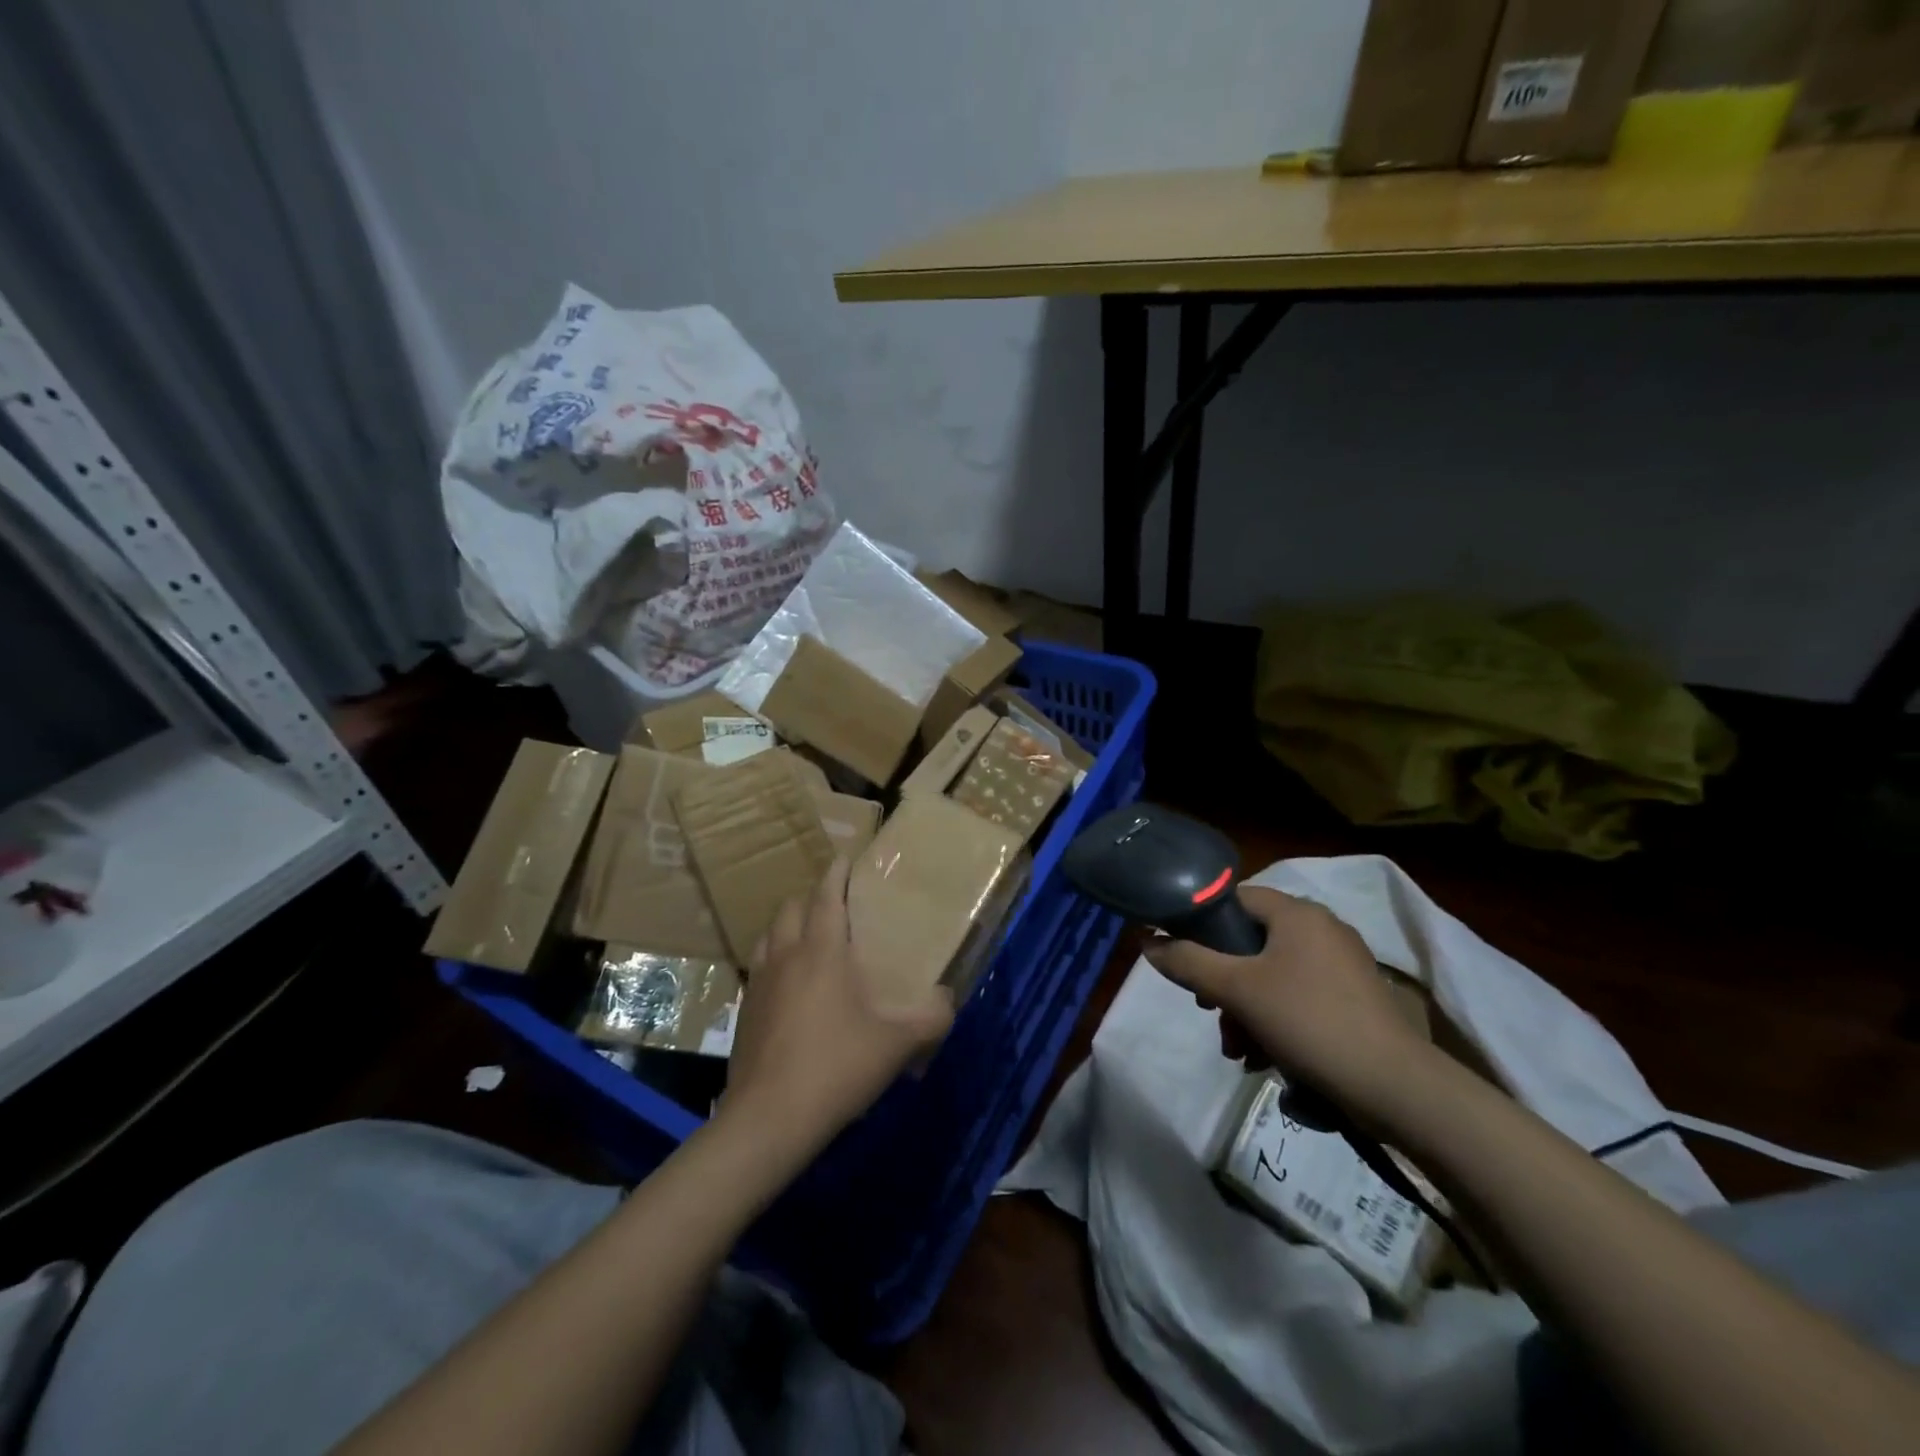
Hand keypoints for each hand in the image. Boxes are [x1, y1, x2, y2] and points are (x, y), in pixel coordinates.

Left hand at [723, 857, 954, 1155]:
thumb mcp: (897, 1044)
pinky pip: (759, 967)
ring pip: (769, 934)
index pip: (826, 895)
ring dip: (787, 925)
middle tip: (833, 904)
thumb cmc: (836, 1066)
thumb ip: (931, 1018)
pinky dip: (774, 959)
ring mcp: (760, 982)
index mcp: (822, 951)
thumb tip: (947, 1000)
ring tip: (807, 937)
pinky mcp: (745, 1010)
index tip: (845, 857)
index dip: (836, 872)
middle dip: (811, 896)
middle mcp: (786, 955)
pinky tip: (788, 985)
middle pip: (791, 907)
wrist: (769, 1118)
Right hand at [1143, 885, 1430, 1118]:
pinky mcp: (1355, 998)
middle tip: (1208, 1012)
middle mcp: (1322, 928)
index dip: (1202, 923)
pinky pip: (1299, 995)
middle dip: (1222, 980)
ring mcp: (1343, 964)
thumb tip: (1147, 942)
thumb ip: (1188, 962)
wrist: (1395, 1088)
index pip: (1235, 898)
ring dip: (1245, 1009)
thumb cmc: (1308, 1022)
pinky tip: (1266, 1058)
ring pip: (1272, 974)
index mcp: (1297, 913)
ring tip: (1238, 1051)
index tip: (1185, 958)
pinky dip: (1275, 1019)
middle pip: (1251, 941)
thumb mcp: (1237, 991)